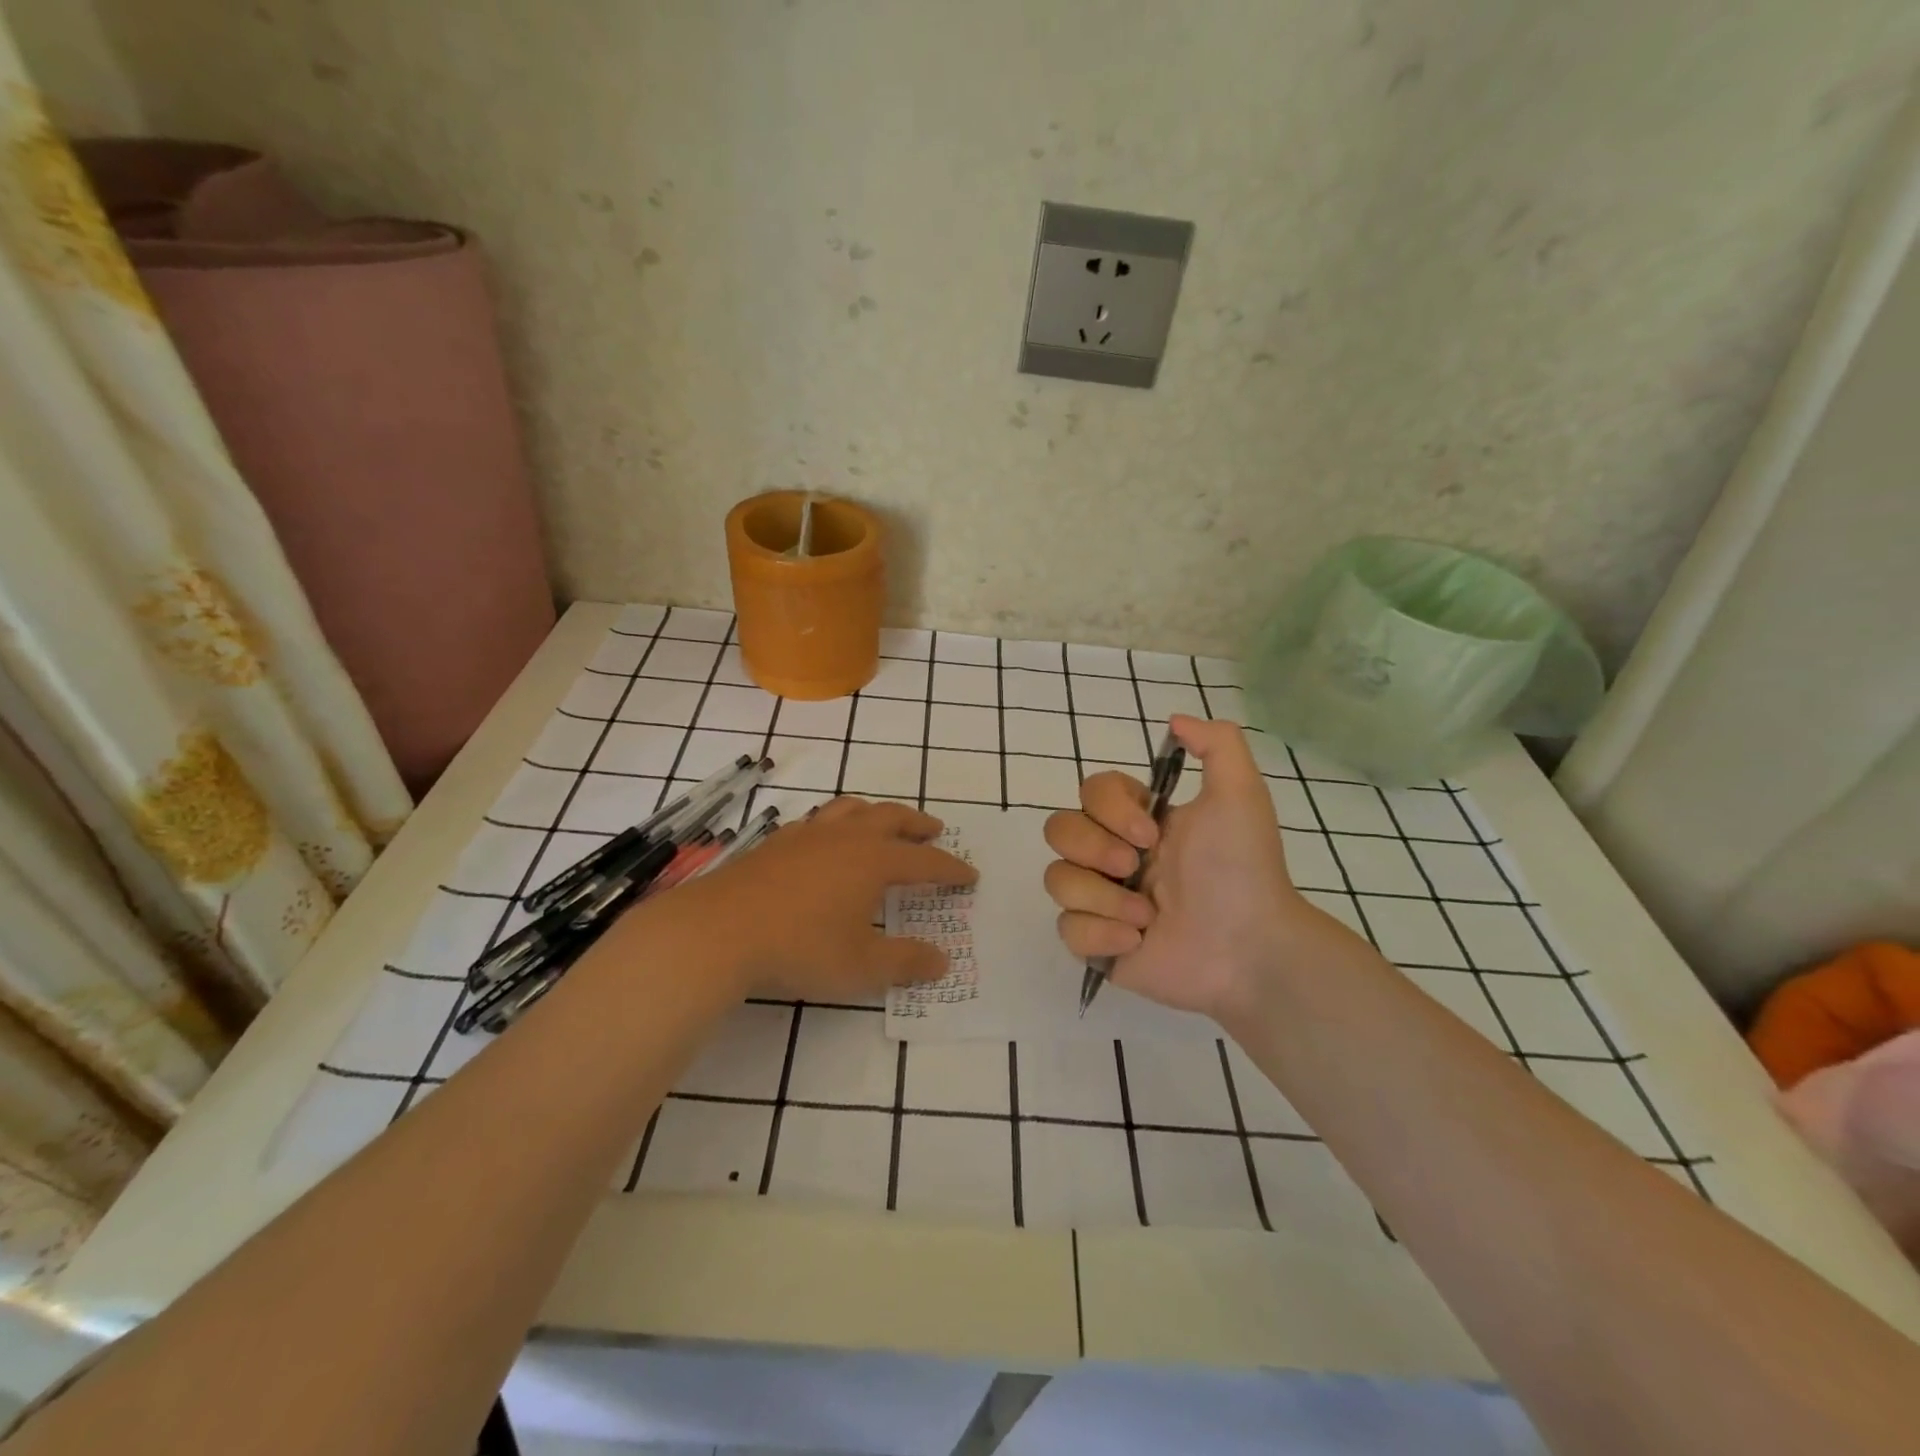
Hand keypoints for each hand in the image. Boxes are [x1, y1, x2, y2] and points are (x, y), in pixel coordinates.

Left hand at [671, 796, 976, 1001]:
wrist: (720, 931)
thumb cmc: (800, 948)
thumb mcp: (861, 966)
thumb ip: (905, 962)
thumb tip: (942, 961)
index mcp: (873, 861)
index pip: (924, 861)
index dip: (950, 868)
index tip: (969, 875)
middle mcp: (845, 838)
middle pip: (891, 818)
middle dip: (917, 824)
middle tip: (935, 830)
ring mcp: (807, 835)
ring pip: (852, 809)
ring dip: (876, 813)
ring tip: (884, 823)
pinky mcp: (777, 842)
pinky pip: (818, 820)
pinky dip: (837, 822)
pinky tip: (827, 840)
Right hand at [1042, 715, 1353, 1023]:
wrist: (1251, 948)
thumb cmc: (1243, 870)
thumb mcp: (1242, 795)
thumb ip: (1217, 744)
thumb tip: (1175, 720)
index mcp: (1140, 822)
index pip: (1089, 793)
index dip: (1108, 809)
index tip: (1151, 833)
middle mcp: (1114, 856)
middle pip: (1058, 830)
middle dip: (1094, 848)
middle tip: (1136, 867)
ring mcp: (1102, 901)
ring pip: (1056, 879)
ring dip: (1102, 896)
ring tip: (1147, 916)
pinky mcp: (1098, 944)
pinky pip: (1066, 929)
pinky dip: (1099, 934)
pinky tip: (1136, 942)